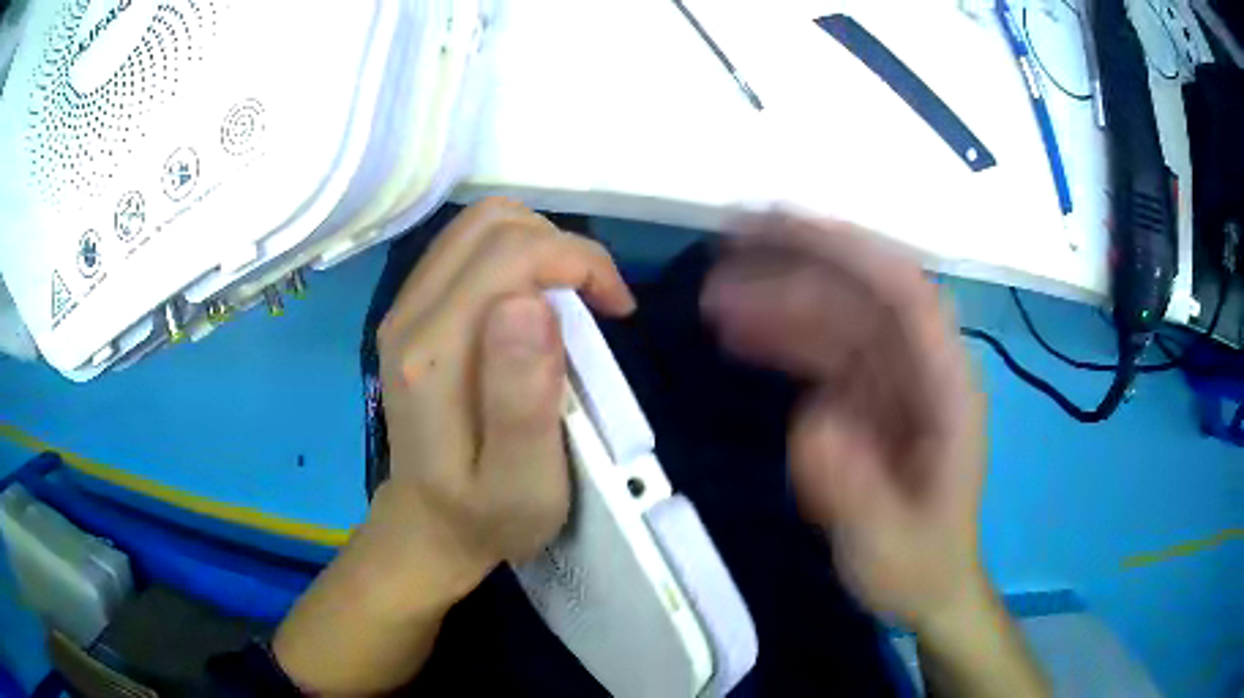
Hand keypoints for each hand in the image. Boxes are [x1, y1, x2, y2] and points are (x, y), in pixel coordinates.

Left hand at [373, 197, 635, 604]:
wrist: (430, 524)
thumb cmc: (489, 515)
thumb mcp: (523, 482)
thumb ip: (523, 396)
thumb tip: (532, 301)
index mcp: (435, 355)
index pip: (509, 253)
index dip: (577, 260)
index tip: (616, 307)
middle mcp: (409, 316)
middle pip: (491, 223)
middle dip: (562, 244)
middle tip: (598, 300)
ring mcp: (404, 309)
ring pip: (478, 226)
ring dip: (540, 244)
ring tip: (573, 297)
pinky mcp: (411, 311)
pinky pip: (466, 249)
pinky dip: (516, 255)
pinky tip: (537, 300)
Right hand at [701, 212, 986, 631]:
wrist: (930, 583)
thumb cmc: (920, 563)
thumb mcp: (888, 543)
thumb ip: (855, 488)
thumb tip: (811, 421)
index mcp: (948, 388)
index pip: (906, 293)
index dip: (849, 249)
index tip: (781, 225)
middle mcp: (923, 367)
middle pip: (864, 292)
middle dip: (798, 262)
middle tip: (726, 248)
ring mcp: (894, 378)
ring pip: (837, 316)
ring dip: (778, 299)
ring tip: (713, 300)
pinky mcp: (869, 396)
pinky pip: (824, 351)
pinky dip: (782, 337)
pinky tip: (740, 338)